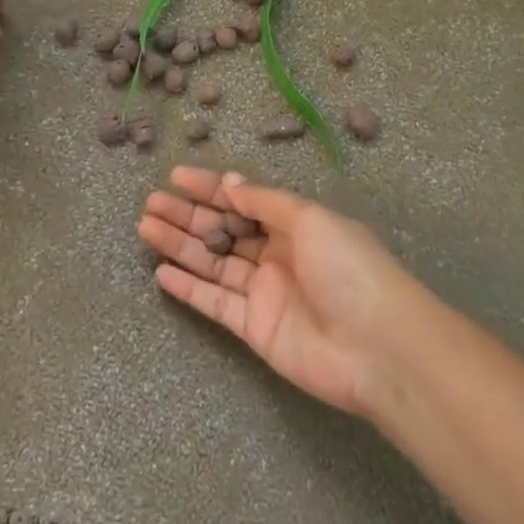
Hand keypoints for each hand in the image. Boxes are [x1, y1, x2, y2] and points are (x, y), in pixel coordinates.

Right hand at [137, 167, 444, 418]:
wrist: (378, 348)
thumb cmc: (349, 270)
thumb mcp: (311, 220)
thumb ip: (266, 202)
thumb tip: (231, 183)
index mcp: (296, 225)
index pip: (245, 200)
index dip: (211, 187)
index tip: (175, 175)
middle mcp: (278, 255)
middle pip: (224, 231)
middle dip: (188, 216)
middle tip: (150, 204)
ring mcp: (265, 293)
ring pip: (214, 264)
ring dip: (181, 246)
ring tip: (145, 229)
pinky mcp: (255, 328)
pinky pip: (215, 304)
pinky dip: (189, 289)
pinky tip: (162, 273)